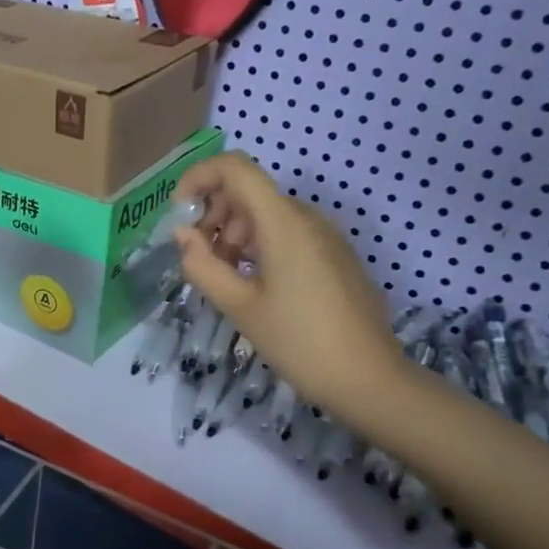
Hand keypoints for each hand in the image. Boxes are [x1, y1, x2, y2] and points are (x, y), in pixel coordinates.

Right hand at [172, 153, 404, 417]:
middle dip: (213, 214)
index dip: (198, 178)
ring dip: (234, 233)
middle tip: (200, 257)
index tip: (179, 214)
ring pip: (266, 214)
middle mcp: (306, 217)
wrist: (369, 379)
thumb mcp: (239, 306)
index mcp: (283, 222)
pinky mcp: (335, 255)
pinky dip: (259, 246)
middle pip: (248, 191)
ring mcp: (325, 236)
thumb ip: (202, 265)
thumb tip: (183, 235)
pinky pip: (288, 233)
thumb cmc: (298, 341)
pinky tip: (254, 285)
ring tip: (225, 277)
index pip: (235, 168)